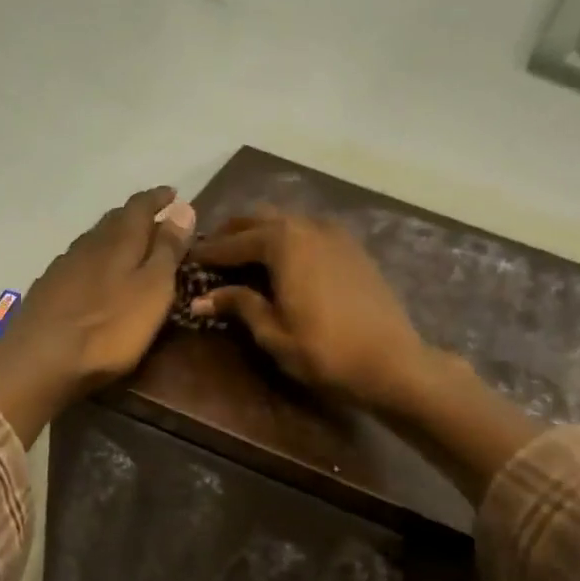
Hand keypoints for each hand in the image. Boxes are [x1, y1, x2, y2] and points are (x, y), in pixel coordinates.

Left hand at [0, 187, 195, 444]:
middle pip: (114, 220)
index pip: (141, 206)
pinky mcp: (48, 290)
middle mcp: (88, 244)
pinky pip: (78, 264)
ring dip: (113, 239)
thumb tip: (183, 207)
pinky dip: (94, 263)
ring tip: (129, 248)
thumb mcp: (153, 290)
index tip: (173, 194)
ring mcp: (63, 266)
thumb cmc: (109, 329)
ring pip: (94, 241)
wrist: (39, 360)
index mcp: (118, 240)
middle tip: (154, 221)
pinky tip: (95, 278)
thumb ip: (167, 250)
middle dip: (136, 216)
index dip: (158, 198)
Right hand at [190, 211, 429, 411]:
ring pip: (288, 221)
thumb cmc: (324, 352)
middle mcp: (308, 226)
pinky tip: (285, 260)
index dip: (209, 251)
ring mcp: (336, 234)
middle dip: (234, 232)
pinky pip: (311, 232)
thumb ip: (240, 306)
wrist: (391, 362)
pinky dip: (290, 239)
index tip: (188, 258)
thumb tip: (201, 297)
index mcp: (283, 243)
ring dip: (262, 232)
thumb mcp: (273, 333)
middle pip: (261, 219)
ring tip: (244, 254)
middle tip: (213, 250)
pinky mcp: (354, 248)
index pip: (235, 242)